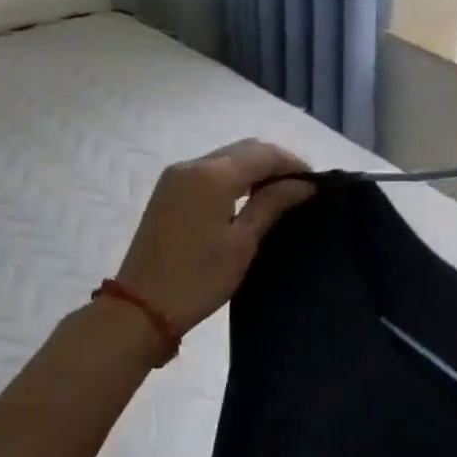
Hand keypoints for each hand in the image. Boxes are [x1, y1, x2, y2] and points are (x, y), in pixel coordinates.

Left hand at [114, 140, 314, 338]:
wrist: (141, 307)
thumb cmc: (199, 277)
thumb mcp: (243, 242)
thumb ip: (272, 204)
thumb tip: (304, 184)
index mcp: (213, 175)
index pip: (264, 154)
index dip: (293, 164)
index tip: (316, 184)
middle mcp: (193, 165)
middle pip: (245, 148)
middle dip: (276, 162)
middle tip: (300, 188)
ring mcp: (176, 176)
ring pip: (227, 156)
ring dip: (255, 167)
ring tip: (279, 193)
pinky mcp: (169, 190)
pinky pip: (210, 169)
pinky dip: (235, 175)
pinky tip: (249, 197)